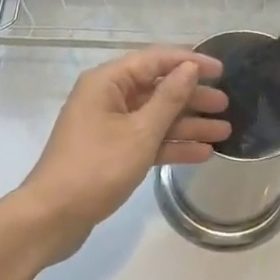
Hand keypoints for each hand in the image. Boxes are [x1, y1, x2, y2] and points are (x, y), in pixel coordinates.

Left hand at [15, 47, 228, 263]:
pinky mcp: (111, 152)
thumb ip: (168, 99)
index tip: (222, 70)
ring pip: (155, 117)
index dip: (190, 62)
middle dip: (192, 97)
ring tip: (224, 131)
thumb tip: (189, 68)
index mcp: (107, 82)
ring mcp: (109, 126)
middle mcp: (107, 97)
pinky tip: (202, 153)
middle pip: (157, 89)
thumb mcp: (140, 132)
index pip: (155, 60)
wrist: (52, 218)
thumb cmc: (96, 168)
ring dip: (188, 124)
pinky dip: (171, 145)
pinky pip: (147, 140)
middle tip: (227, 105)